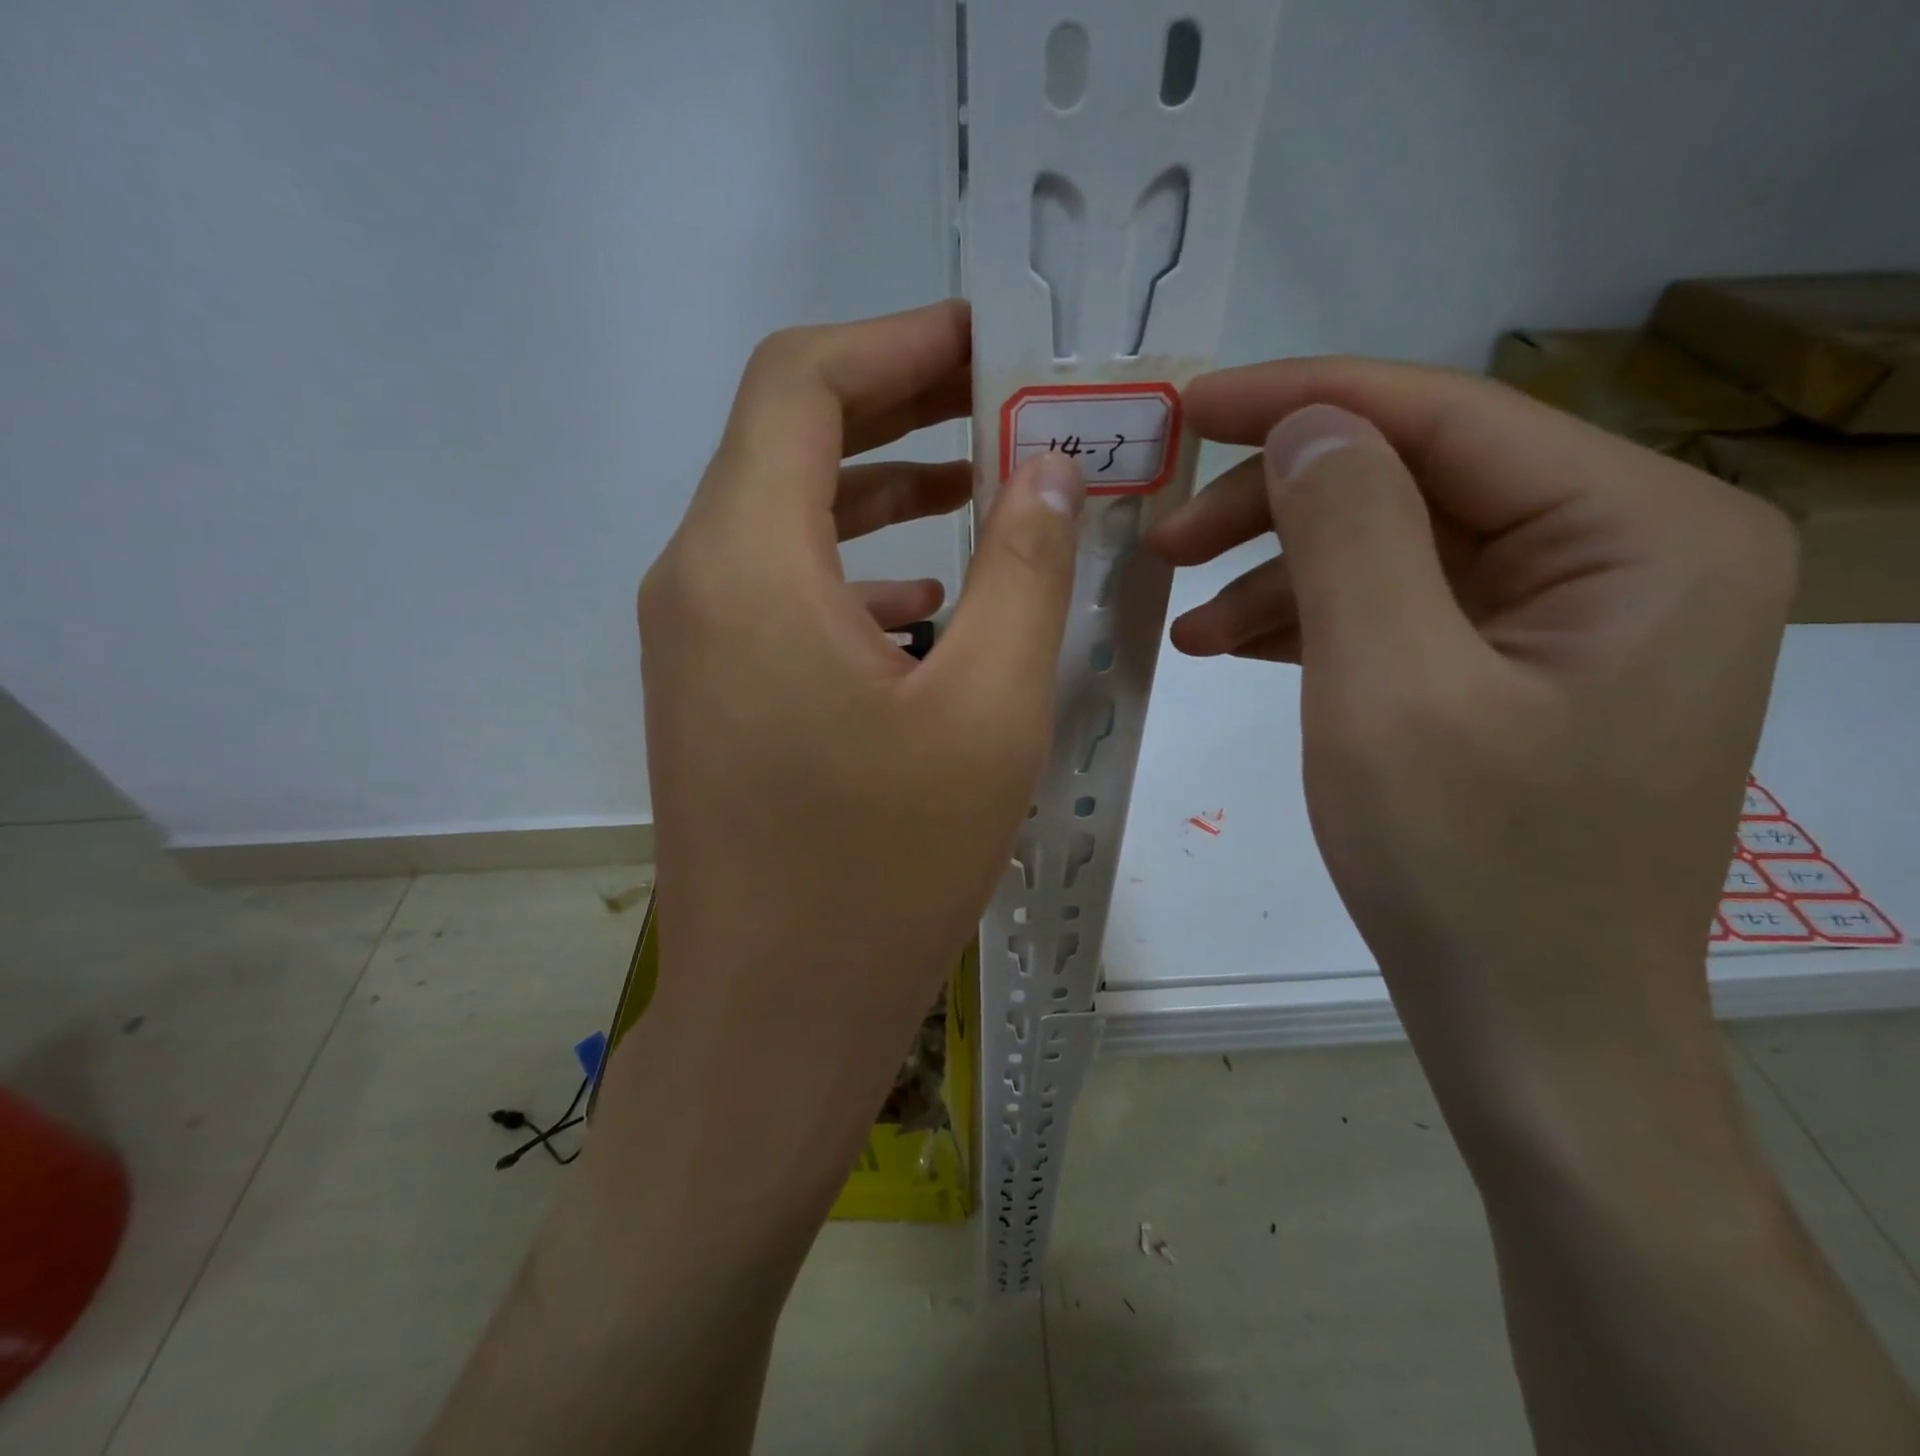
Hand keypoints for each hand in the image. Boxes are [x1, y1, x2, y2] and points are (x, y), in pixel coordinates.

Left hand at [626, 298, 1084, 1190]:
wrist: (777, 1011)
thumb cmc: (886, 869)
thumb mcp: (988, 709)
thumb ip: (1025, 569)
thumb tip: (1048, 470)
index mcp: (746, 561)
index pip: (801, 381)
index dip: (899, 340)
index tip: (993, 342)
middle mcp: (696, 580)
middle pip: (788, 437)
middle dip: (901, 405)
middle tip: (1006, 401)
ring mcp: (694, 640)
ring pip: (785, 514)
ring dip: (881, 487)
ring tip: (985, 484)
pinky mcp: (712, 690)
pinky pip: (781, 588)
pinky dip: (855, 565)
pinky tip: (928, 599)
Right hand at [1151, 361, 1794, 1121]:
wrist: (1532, 1029)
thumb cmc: (1469, 868)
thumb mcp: (1388, 688)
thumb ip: (1349, 532)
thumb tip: (1305, 425)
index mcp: (1642, 532)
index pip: (1447, 418)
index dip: (1302, 401)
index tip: (1185, 407)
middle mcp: (1628, 553)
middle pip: (1417, 482)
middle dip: (1277, 505)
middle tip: (1164, 540)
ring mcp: (1573, 617)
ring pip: (1396, 548)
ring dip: (1281, 572)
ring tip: (1183, 617)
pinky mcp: (1518, 672)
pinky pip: (1401, 611)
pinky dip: (1311, 622)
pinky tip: (1229, 643)